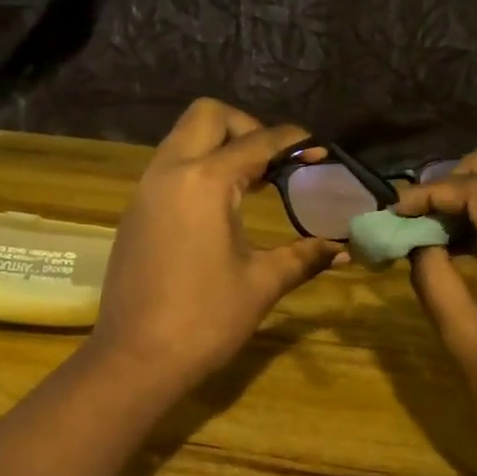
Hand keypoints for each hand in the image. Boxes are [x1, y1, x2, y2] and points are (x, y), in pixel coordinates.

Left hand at [87, 99, 340, 391]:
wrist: (136, 359)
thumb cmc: (205, 320)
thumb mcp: (261, 284)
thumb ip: (303, 257)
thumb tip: (342, 251)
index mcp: (205, 182)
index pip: (256, 141)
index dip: (293, 143)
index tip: (319, 154)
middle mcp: (169, 172)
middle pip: (207, 116)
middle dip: (246, 127)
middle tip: (272, 164)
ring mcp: (145, 191)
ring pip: (181, 139)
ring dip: (217, 147)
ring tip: (251, 184)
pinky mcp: (134, 213)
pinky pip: (167, 169)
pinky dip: (195, 170)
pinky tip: (218, 210)